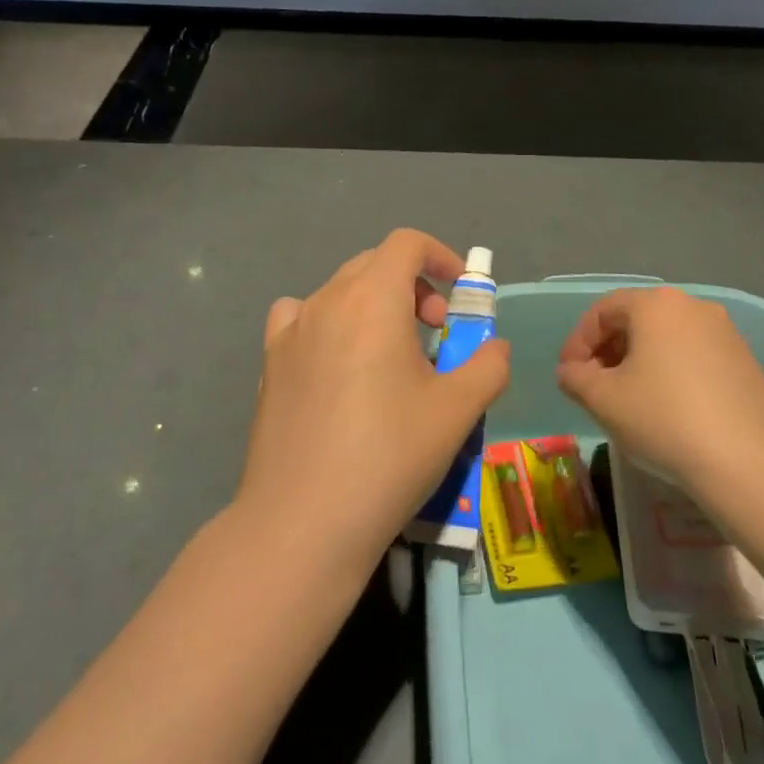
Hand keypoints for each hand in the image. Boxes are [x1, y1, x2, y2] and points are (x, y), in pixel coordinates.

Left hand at [237, 229, 510, 573]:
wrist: (304, 521)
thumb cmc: (389, 455)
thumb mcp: (457, 410)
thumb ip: (489, 365)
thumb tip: (495, 347)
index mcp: (372, 299)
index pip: (406, 243)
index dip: (440, 256)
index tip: (459, 294)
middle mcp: (327, 300)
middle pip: (375, 264)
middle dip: (413, 286)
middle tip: (435, 333)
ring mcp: (291, 331)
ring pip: (340, 291)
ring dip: (373, 304)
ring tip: (389, 354)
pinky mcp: (269, 363)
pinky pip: (300, 319)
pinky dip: (327, 323)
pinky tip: (336, 365)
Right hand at [556, 288, 763, 497]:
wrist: (747, 462)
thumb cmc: (664, 419)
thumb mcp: (604, 400)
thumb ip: (576, 378)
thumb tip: (571, 372)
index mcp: (656, 305)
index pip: (603, 310)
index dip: (578, 342)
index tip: (568, 376)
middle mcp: (692, 306)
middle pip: (636, 319)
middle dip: (608, 350)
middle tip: (594, 386)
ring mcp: (725, 332)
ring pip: (666, 337)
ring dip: (639, 361)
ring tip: (628, 398)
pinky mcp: (745, 360)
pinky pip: (694, 355)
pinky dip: (671, 371)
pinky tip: (667, 407)